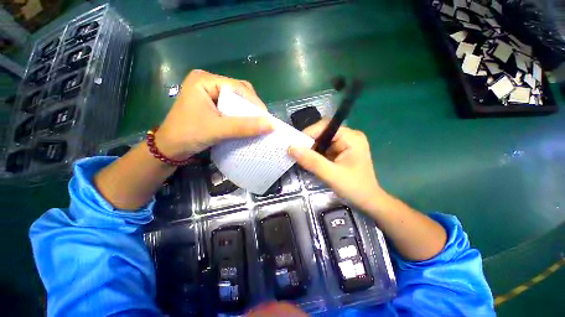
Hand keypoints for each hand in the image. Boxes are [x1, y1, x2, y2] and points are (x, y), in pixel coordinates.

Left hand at [155, 70, 272, 159]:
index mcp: (205, 80)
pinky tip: (247, 124)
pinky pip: (232, 108)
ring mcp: (210, 94)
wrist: (169, 149)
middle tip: (263, 121)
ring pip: (237, 100)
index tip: (267, 118)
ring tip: (258, 123)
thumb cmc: (188, 135)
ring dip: (248, 112)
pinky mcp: (212, 105)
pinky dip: (241, 116)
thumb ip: (244, 127)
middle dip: (252, 107)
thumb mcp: (217, 130)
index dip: (255, 102)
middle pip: (239, 91)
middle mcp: (208, 83)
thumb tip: (271, 125)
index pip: (238, 87)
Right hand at [288, 120, 384, 212]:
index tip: (294, 146)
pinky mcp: (341, 152)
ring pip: (321, 141)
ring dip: (311, 150)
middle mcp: (348, 136)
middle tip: (296, 154)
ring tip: (301, 159)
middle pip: (322, 133)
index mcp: (351, 137)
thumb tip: (291, 148)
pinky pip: (324, 149)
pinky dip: (315, 155)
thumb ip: (311, 161)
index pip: (325, 127)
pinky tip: (310, 162)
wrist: (368, 201)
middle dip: (308, 143)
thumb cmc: (354, 188)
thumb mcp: (331, 175)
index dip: (308, 134)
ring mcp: (345, 144)